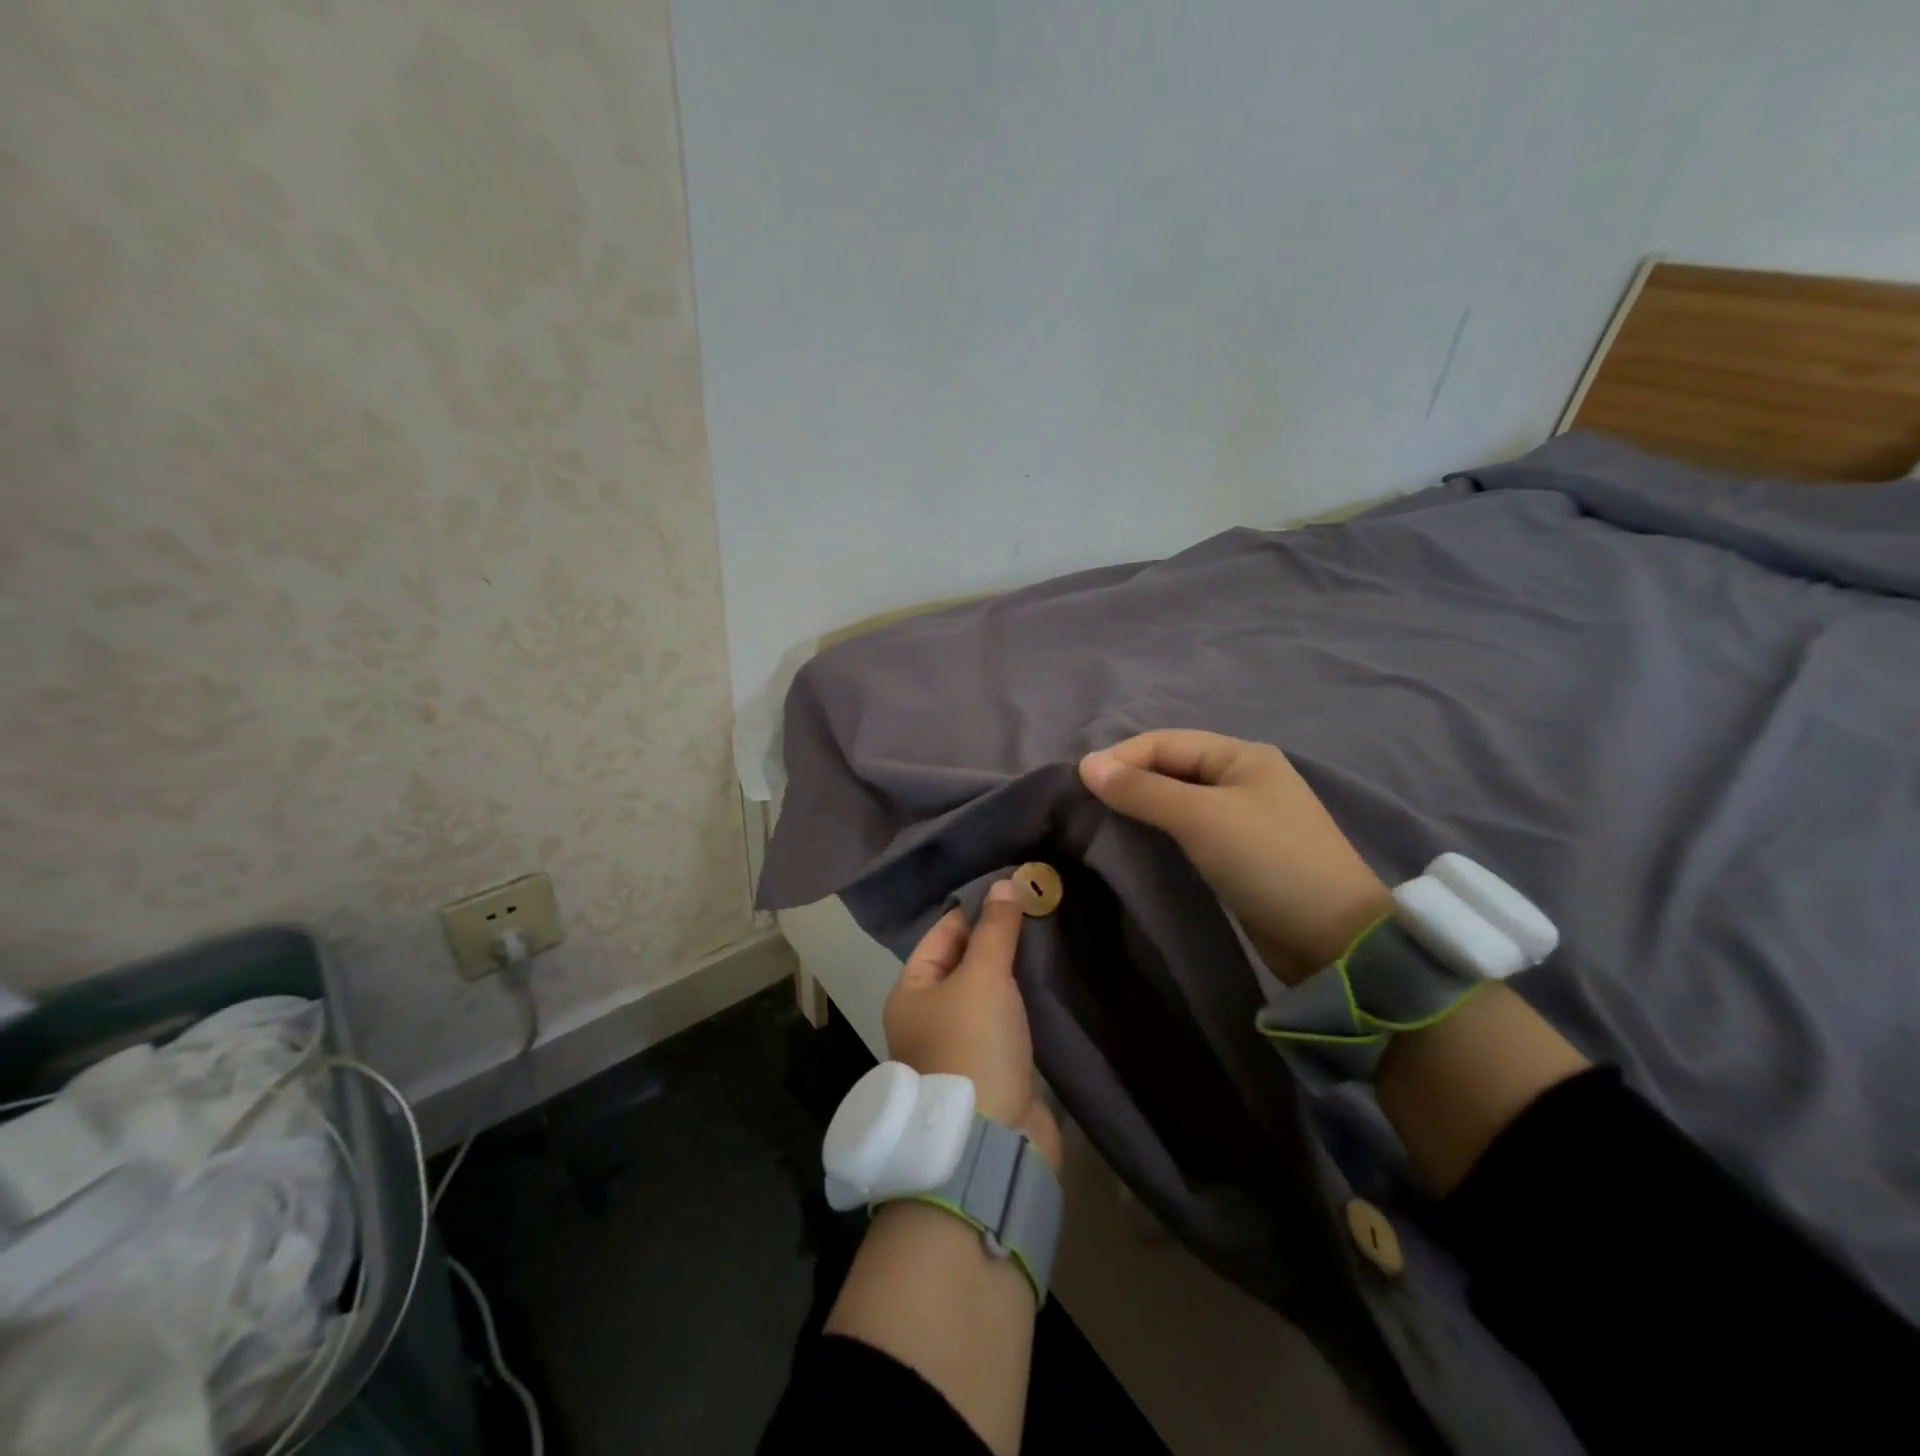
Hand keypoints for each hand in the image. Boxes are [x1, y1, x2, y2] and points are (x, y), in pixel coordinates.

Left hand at [885, 880, 1061, 1169]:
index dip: (974, 911)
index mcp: (911, 992)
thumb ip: (995, 930)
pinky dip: (1021, 1002)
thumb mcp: (983, 977)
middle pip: (963, 963)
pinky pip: (1004, 1021)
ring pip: (986, 993)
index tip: (1011, 890)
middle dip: (996, 940)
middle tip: (1035, 910)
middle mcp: (927, 1016)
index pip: (941, 935)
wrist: (988, 1140)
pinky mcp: (990, 1068)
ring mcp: (958, 1045)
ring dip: (1011, 972)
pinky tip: (1046, 984)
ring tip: (1045, 941)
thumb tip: (1005, 883)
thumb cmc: (972, 1044)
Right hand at [1079, 730, 1390, 984]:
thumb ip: (1142, 790)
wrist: (1333, 939)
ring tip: (1103, 823)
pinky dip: (1160, 831)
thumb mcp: (1201, 817)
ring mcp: (1244, 816)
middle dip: (1129, 781)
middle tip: (1086, 806)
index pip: (1165, 742)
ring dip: (1142, 806)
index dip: (1121, 758)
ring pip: (1178, 800)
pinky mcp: (1240, 853)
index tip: (1078, 785)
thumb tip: (1086, 765)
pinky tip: (1137, 843)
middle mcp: (1243, 778)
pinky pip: (1189, 829)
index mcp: (1241, 755)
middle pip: (1171, 768)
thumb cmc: (1267, 861)